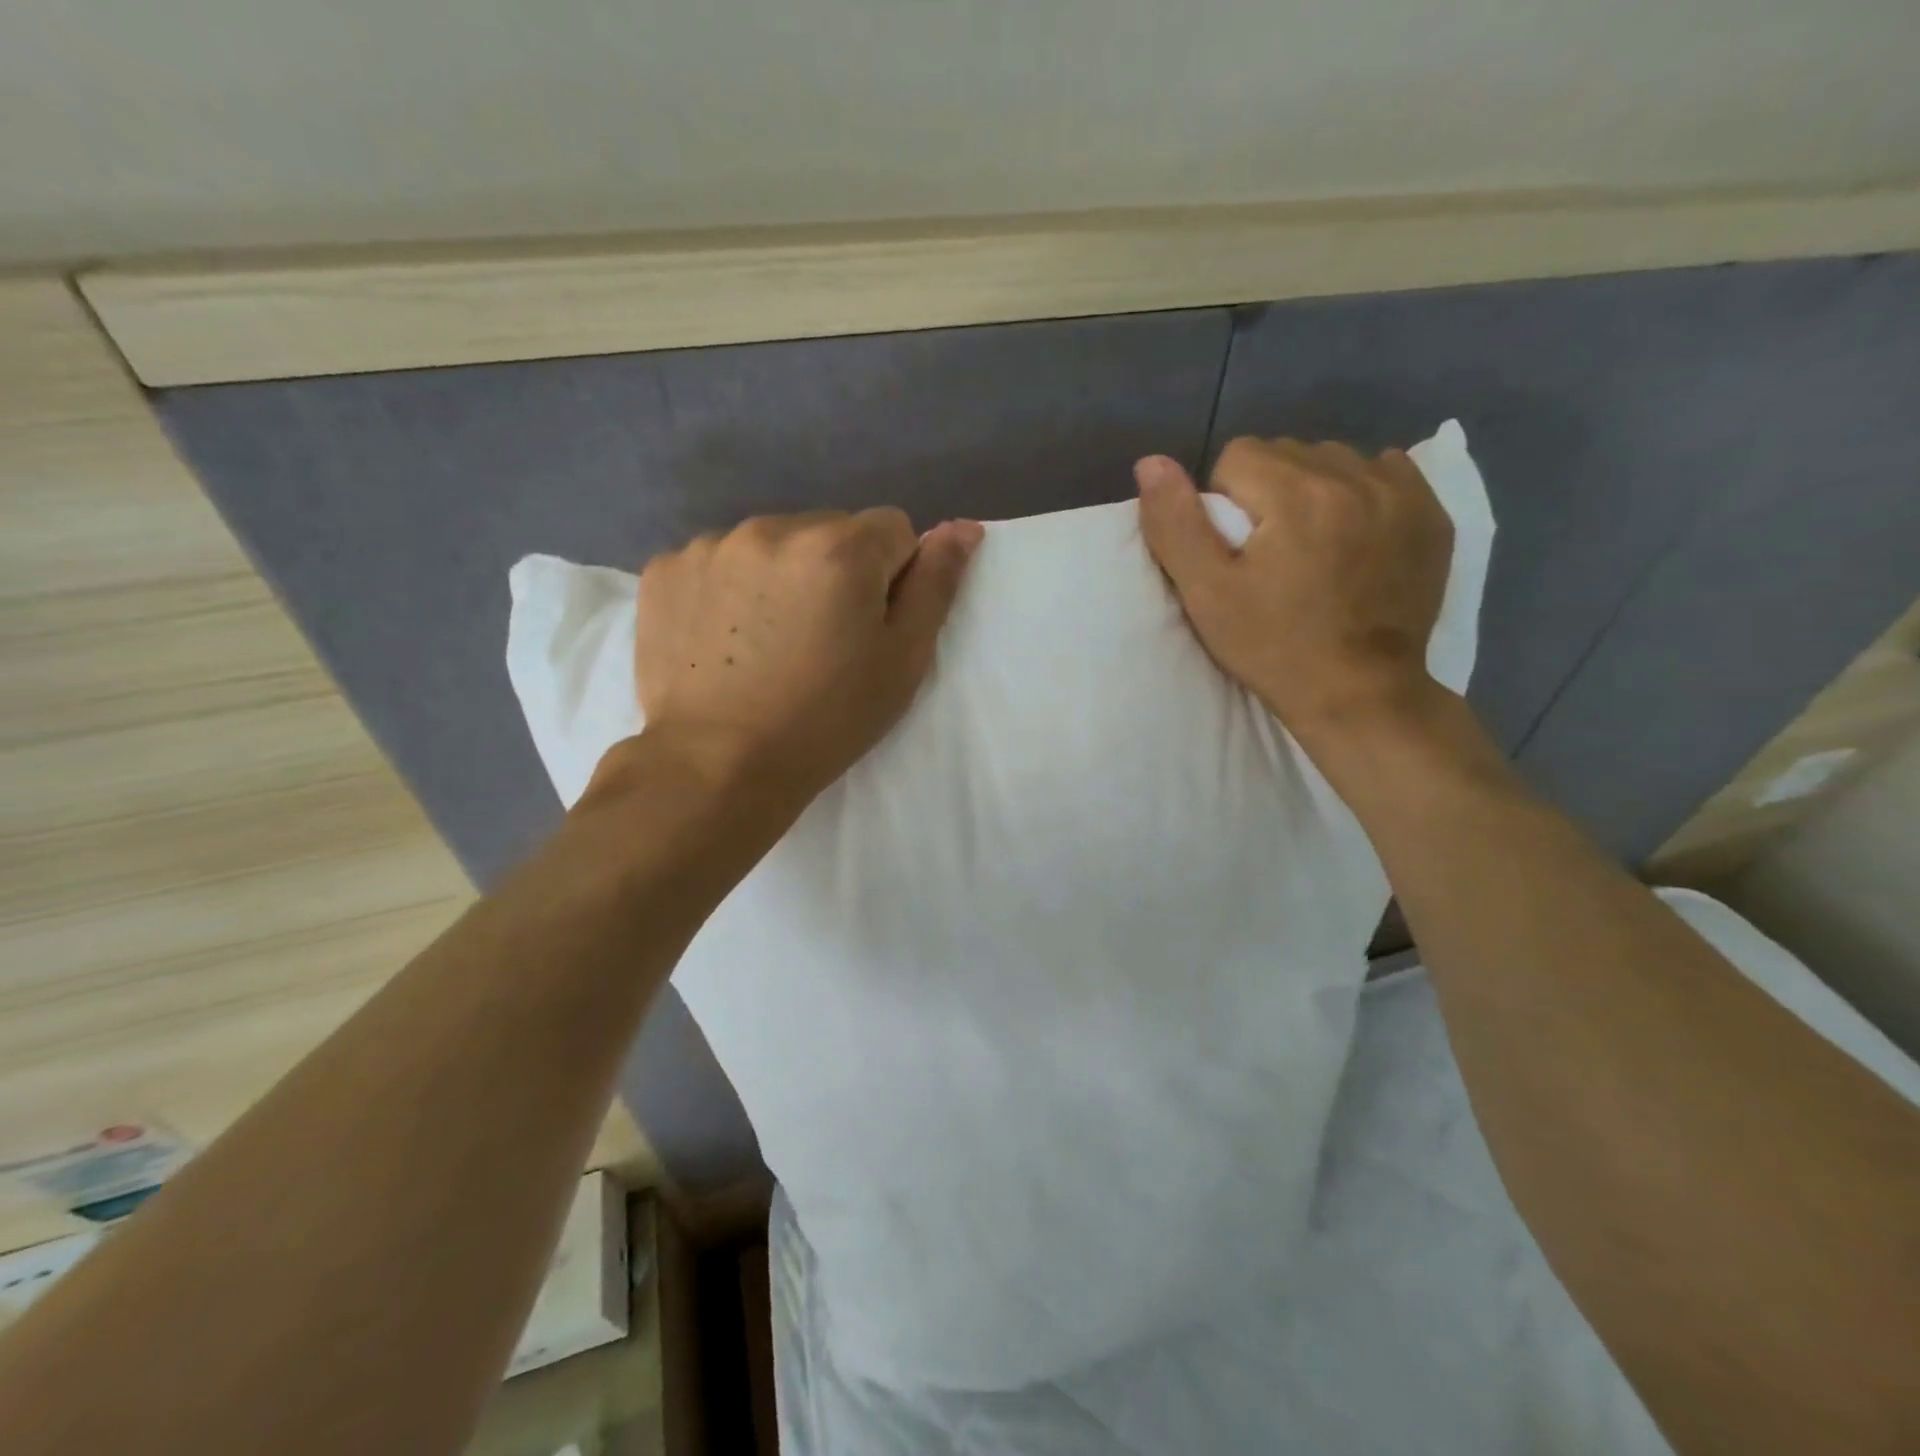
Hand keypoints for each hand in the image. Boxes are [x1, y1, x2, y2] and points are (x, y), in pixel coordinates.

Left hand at [629, 509, 983, 805]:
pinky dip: (730, 589)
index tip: (870, 626)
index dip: (892, 576)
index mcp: (840, 548)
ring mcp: (711, 545)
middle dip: (837, 570)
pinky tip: (725, 640)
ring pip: (773, 545)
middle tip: (821, 640)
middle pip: (830, 531)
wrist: (716, 766)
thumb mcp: (902, 661)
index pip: (892, 528)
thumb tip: (963, 527)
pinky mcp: (665, 570)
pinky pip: (719, 562)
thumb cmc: (826, 720)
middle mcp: (774, 528)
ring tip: (770, 643)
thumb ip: (936, 585)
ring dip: (783, 576)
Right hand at [1135, 437, 1453, 738]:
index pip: (1237, 455)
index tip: (1235, 552)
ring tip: (1312, 545)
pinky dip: (1361, 493)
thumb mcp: (1207, 594)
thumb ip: (1176, 524)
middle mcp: (1353, 476)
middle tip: (1269, 553)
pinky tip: (1355, 536)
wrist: (1360, 694)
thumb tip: (1151, 463)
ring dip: (1313, 490)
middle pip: (1287, 453)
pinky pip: (1384, 472)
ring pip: (1334, 460)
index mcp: (1295, 493)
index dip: (1224, 502)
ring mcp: (1401, 493)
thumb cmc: (1274, 647)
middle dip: (1268, 491)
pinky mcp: (1431, 514)